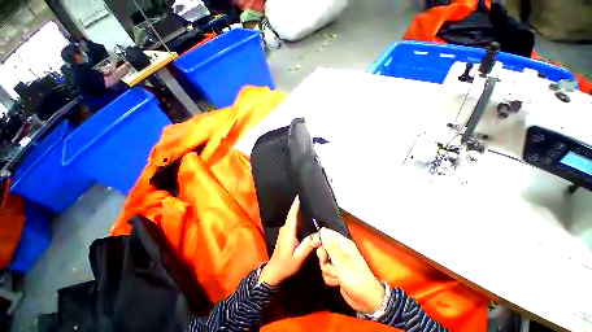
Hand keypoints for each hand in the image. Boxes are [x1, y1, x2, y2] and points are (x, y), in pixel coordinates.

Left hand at [259, 197, 321, 285]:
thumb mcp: (298, 257)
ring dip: (298, 212)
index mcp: (288, 232)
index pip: (292, 215)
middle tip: (308, 199)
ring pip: (292, 218)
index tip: (298, 196)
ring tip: (307, 206)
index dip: (295, 205)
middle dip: (298, 206)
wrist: (274, 273)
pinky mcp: (285, 235)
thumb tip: (319, 236)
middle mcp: (285, 229)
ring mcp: (284, 232)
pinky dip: (297, 218)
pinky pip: (292, 223)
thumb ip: (308, 246)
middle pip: (292, 215)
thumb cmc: (286, 265)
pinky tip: (304, 219)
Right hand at [317, 228, 384, 313]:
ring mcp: (339, 263)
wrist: (367, 300)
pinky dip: (330, 278)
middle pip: (324, 248)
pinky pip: (327, 272)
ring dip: (328, 270)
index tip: (316, 246)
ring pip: (324, 262)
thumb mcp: (341, 261)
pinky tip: (338, 282)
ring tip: (337, 275)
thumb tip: (323, 230)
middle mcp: (341, 251)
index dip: (320, 238)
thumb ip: (330, 245)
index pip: (328, 234)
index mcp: (343, 244)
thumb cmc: (355, 278)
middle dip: (324, 258)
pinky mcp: (337, 273)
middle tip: (327, 262)